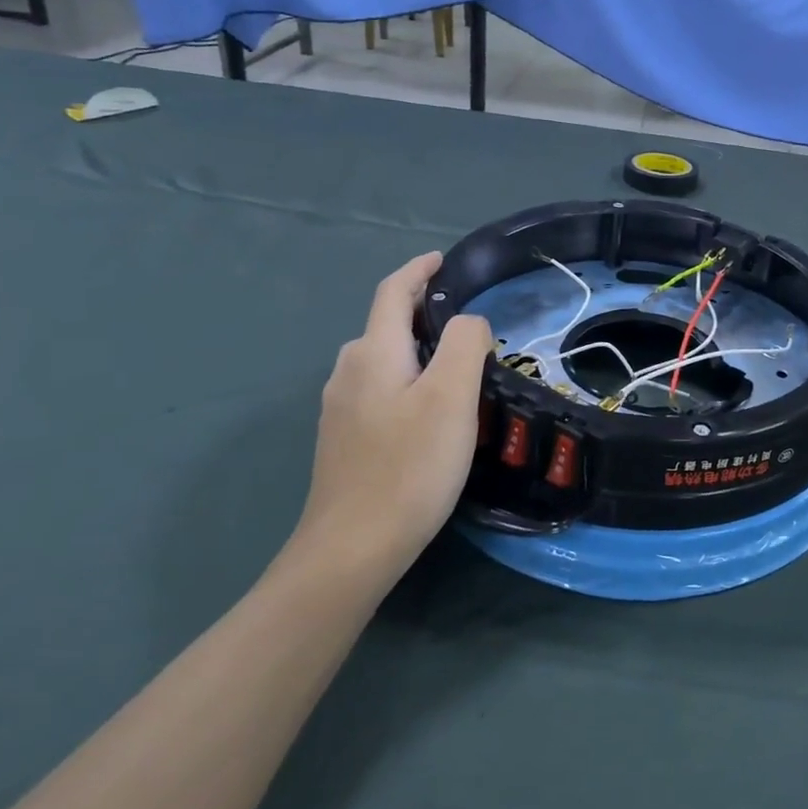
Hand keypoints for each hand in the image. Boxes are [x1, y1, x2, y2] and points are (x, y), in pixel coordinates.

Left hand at [292, 253, 493, 593]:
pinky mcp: (343, 441)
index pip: (393, 291)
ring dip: (416, 350)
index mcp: (373, 352)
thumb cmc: (409, 465)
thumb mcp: (451, 396)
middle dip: (422, 312)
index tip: (443, 259)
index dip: (418, 270)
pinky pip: (379, 391)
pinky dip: (406, 381)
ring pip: (383, 361)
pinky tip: (428, 412)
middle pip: (386, 325)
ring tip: (456, 367)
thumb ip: (463, 343)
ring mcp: (340, 409)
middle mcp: (348, 372)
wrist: (351, 549)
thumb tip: (467, 323)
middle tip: (468, 325)